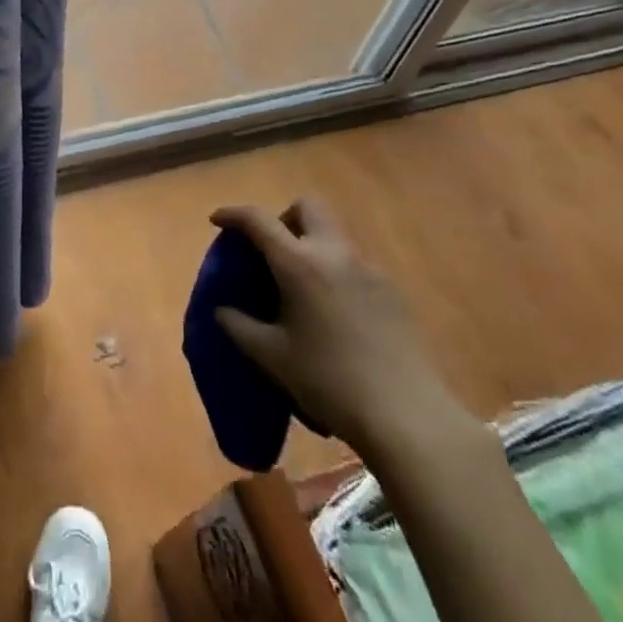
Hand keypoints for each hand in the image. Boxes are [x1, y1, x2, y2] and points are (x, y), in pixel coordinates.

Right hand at [211, 200, 479, 469]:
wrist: (405, 414)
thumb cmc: (328, 381)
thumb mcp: (272, 357)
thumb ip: (239, 326)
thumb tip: (222, 310)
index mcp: (299, 263)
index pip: (258, 220)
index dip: (233, 215)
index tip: (217, 221)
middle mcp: (335, 253)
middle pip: (307, 207)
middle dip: (283, 218)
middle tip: (270, 251)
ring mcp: (369, 269)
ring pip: (334, 234)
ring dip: (311, 245)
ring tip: (300, 288)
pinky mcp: (392, 291)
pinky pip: (355, 264)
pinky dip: (335, 271)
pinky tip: (334, 313)